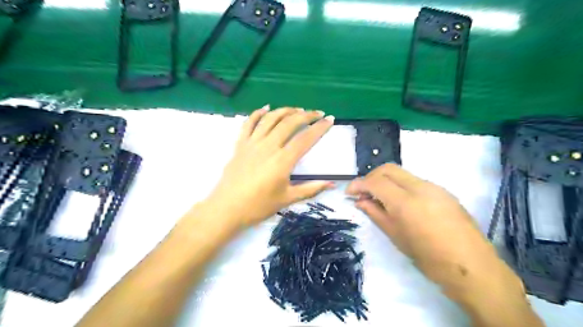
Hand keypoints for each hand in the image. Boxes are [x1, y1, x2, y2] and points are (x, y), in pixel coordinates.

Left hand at [203, 106, 334, 231]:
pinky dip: (258, 113)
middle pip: (289, 123)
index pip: (305, 139)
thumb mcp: (288, 199)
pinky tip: (266, 108)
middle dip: (306, 115)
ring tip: (297, 109)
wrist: (227, 208)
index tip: (330, 120)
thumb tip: (332, 183)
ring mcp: (252, 143)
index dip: (319, 128)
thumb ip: (311, 188)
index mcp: (283, 160)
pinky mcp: (240, 144)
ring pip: (270, 118)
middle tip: (317, 113)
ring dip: (286, 110)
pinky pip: (249, 123)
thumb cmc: (259, 206)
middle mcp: (268, 146)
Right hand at [343, 164, 521, 295]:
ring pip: (402, 173)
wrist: (472, 266)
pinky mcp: (443, 191)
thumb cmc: (429, 257)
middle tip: (364, 192)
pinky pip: (415, 181)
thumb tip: (360, 201)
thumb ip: (376, 213)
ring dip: (386, 180)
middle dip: (371, 176)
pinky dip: (401, 185)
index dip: (358, 184)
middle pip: (388, 168)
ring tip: (381, 198)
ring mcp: (434, 187)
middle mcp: (420, 187)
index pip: (375, 181)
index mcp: (406, 202)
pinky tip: (401, 202)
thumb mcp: (396, 236)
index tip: (349, 193)